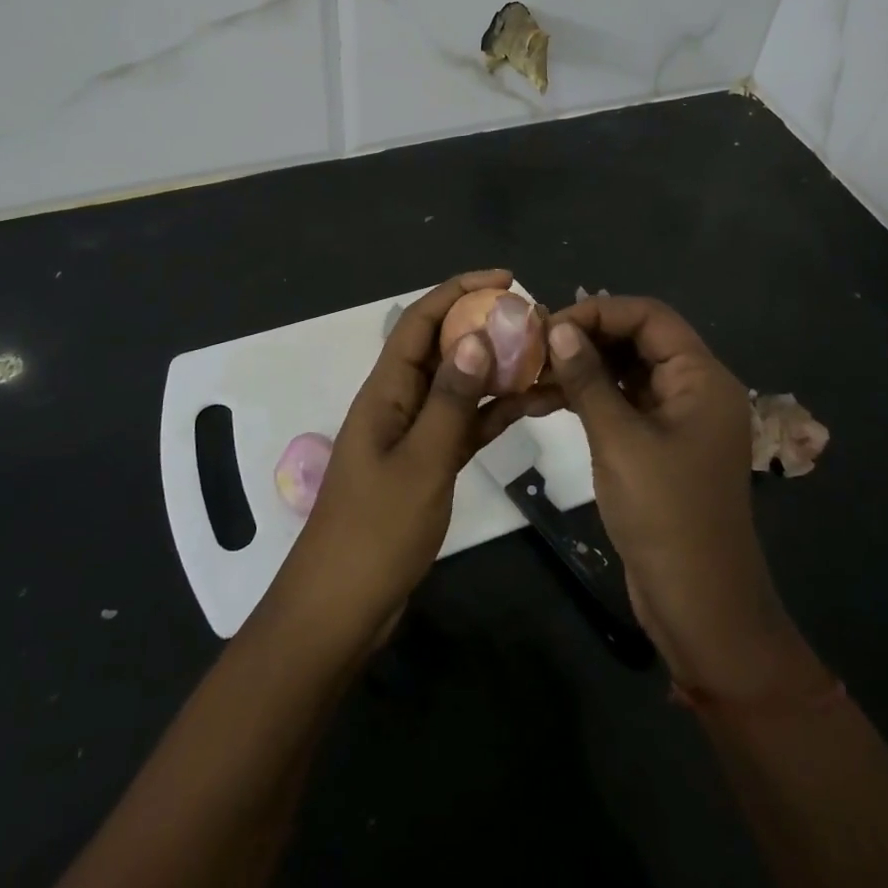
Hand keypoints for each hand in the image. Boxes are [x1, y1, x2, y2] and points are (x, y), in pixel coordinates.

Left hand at [267, 270, 540, 647]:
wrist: (342, 608)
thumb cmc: (375, 532)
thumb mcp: (420, 462)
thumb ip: (451, 400)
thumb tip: (477, 336)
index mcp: (386, 390)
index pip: (421, 322)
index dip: (459, 291)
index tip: (507, 279)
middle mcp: (399, 402)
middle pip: (444, 348)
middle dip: (487, 326)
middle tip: (538, 322)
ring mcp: (414, 433)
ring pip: (460, 386)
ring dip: (498, 370)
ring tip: (545, 358)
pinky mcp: (427, 463)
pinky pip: (465, 424)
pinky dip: (495, 412)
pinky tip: (532, 404)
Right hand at [545, 296, 814, 697]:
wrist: (700, 607)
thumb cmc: (665, 516)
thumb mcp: (620, 441)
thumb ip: (588, 380)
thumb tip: (558, 328)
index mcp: (701, 378)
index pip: (650, 317)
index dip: (599, 312)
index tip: (548, 326)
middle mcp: (694, 389)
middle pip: (637, 340)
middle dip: (585, 338)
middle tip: (532, 347)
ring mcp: (676, 419)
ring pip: (625, 372)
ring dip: (581, 368)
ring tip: (529, 371)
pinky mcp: (658, 445)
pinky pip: (621, 404)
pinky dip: (587, 398)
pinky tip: (543, 400)